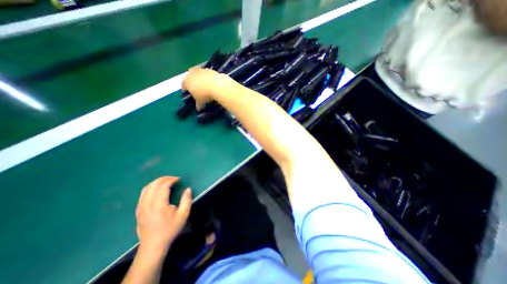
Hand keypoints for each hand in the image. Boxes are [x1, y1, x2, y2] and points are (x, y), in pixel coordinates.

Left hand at [134, 177, 192, 251]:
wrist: (153, 246)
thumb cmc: (170, 229)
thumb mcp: (183, 215)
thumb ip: (187, 200)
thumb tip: (188, 189)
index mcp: (158, 205)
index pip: (162, 186)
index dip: (171, 180)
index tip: (178, 179)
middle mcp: (147, 204)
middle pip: (153, 185)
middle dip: (164, 179)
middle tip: (173, 178)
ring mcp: (140, 207)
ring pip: (146, 188)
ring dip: (156, 182)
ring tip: (166, 181)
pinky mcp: (138, 210)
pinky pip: (143, 194)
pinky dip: (151, 188)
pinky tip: (157, 189)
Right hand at [181, 67, 230, 109]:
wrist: (216, 85)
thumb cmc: (204, 94)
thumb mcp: (200, 101)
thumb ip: (198, 105)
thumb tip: (198, 108)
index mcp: (186, 81)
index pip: (184, 86)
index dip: (186, 91)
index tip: (190, 95)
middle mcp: (191, 73)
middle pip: (190, 78)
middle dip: (193, 83)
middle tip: (198, 90)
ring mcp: (200, 70)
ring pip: (198, 74)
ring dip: (200, 79)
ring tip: (205, 86)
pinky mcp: (209, 69)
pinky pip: (206, 74)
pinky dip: (207, 78)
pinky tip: (212, 83)